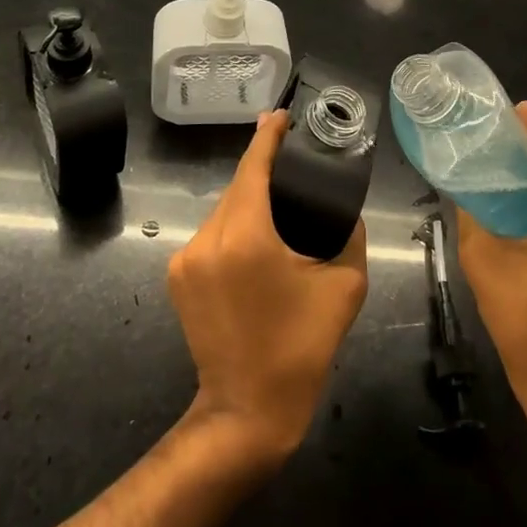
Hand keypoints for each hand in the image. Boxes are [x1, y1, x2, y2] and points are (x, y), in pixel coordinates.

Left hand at [168, 111, 368, 464]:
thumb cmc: (300, 349)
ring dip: (248, 201)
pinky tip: (256, 240)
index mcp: (247, 237)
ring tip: (279, 205)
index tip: (280, 116)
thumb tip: (345, 209)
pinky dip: (234, 227)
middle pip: (237, 187)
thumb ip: (348, 236)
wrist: (245, 410)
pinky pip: (211, 235)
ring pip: (223, 211)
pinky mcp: (177, 276)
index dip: (267, 137)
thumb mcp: (343, 288)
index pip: (253, 167)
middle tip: (293, 161)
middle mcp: (208, 239)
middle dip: (262, 170)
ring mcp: (186, 258)